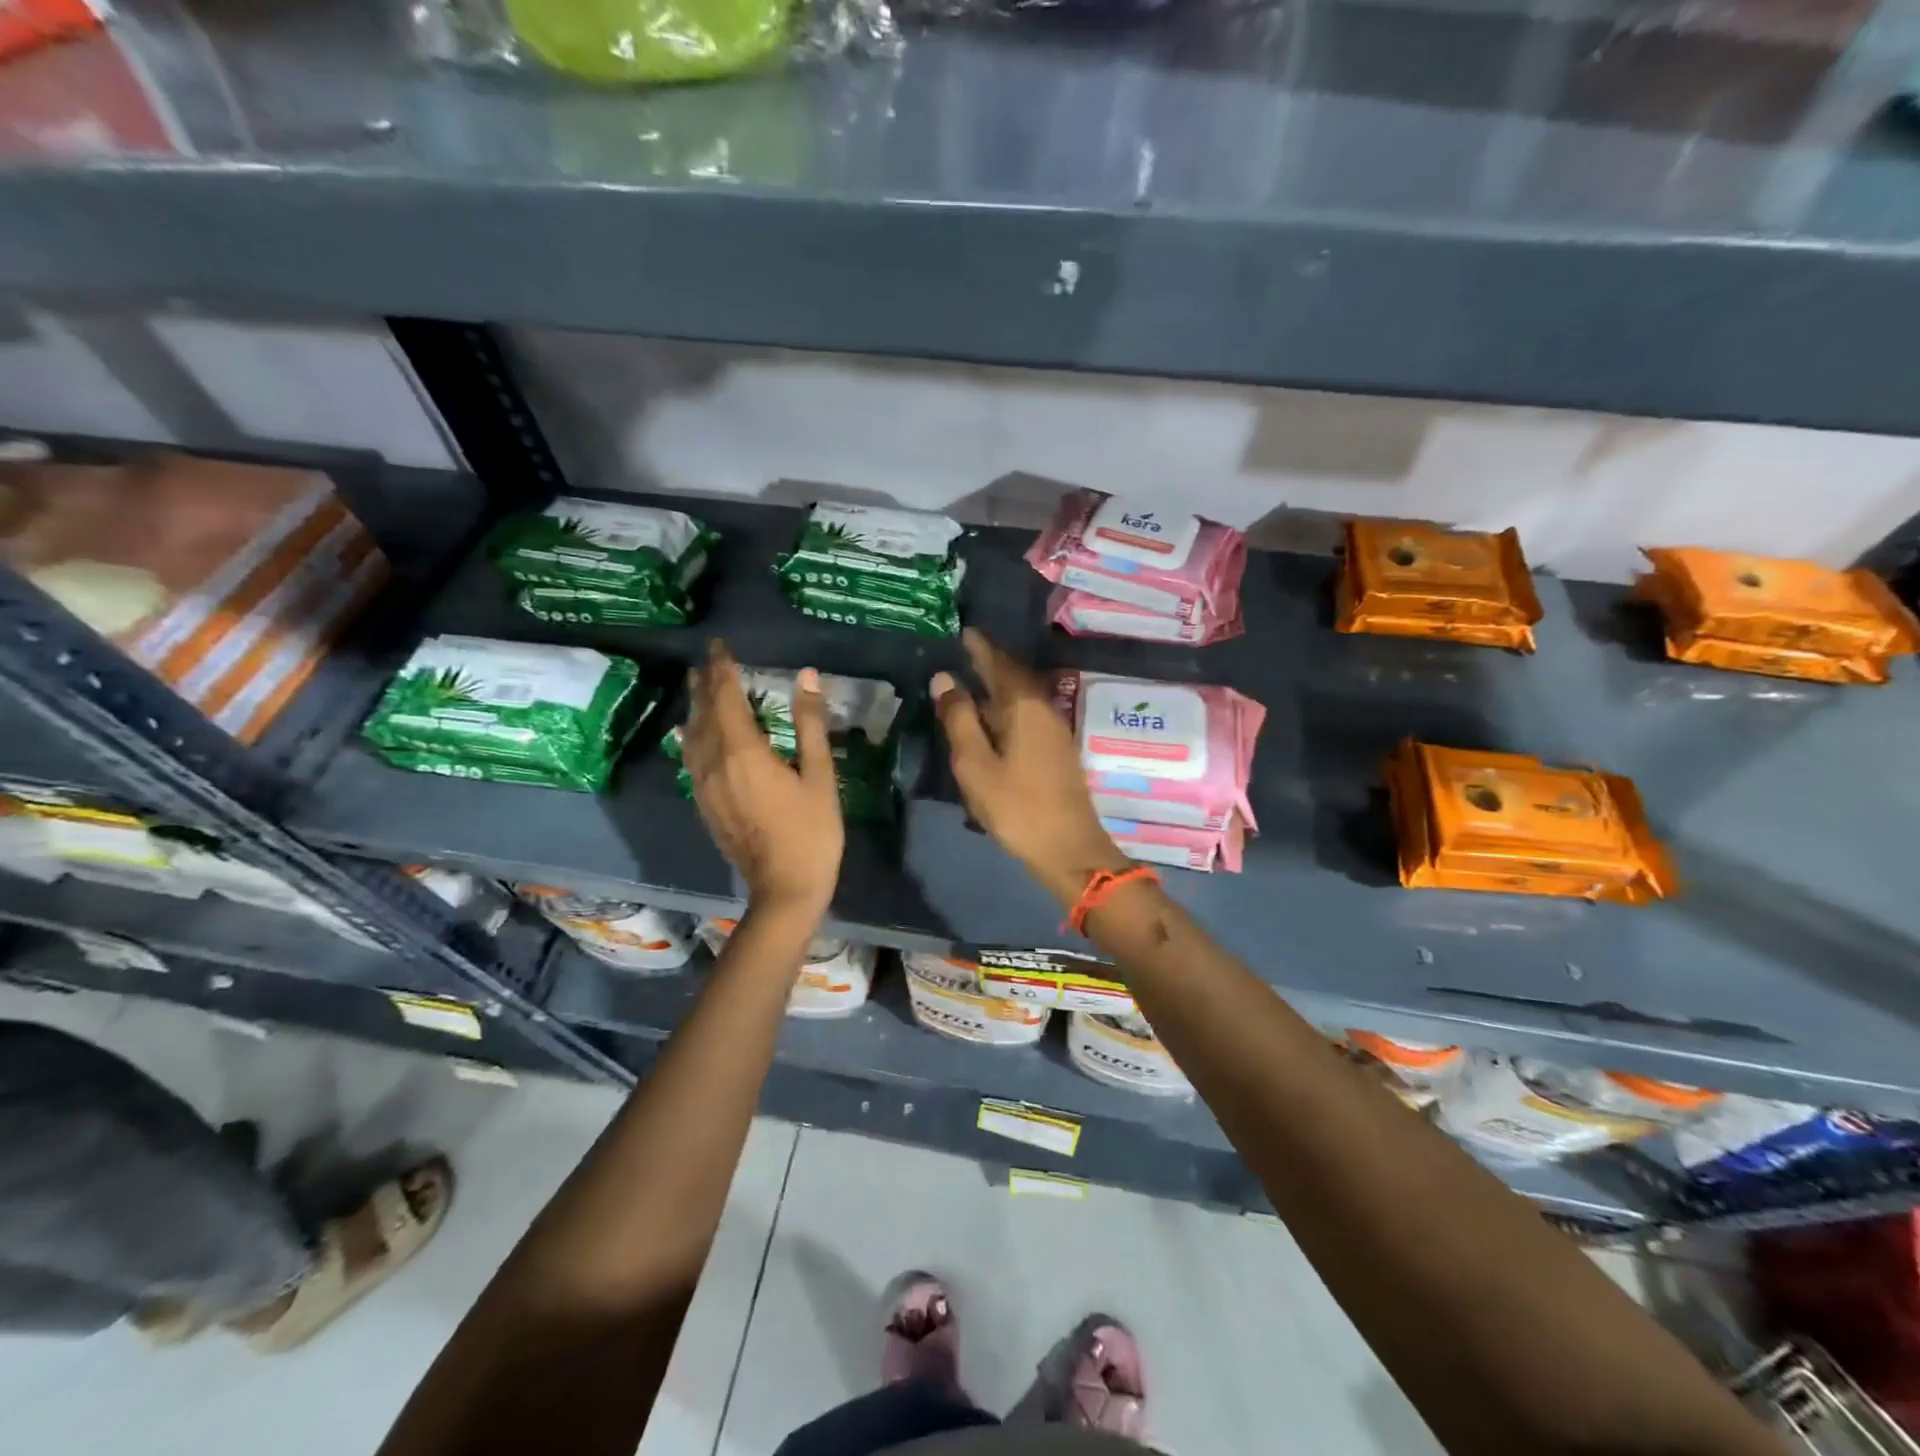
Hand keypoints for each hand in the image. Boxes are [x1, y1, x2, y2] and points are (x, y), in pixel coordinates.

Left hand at [682, 644, 843, 918]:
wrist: (785, 887)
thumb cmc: (811, 831)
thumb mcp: (819, 775)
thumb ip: (809, 723)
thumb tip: (806, 675)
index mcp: (743, 752)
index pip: (726, 697)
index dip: (723, 669)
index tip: (721, 646)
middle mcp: (714, 763)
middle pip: (703, 714)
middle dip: (705, 684)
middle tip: (708, 659)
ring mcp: (705, 786)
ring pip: (693, 736)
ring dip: (695, 707)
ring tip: (698, 686)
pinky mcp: (705, 804)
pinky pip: (691, 758)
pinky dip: (693, 736)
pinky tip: (693, 734)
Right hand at [931, 629, 1129, 906]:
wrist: (1068, 849)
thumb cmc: (1017, 806)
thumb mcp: (976, 764)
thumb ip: (960, 719)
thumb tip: (945, 678)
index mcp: (1023, 707)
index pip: (999, 664)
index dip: (981, 648)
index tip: (964, 632)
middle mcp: (1044, 710)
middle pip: (1015, 678)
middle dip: (991, 663)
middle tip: (966, 652)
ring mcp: (1054, 731)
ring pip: (1023, 697)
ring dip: (1000, 686)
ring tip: (974, 682)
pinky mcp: (1057, 752)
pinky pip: (1028, 715)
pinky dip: (1008, 708)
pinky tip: (995, 720)